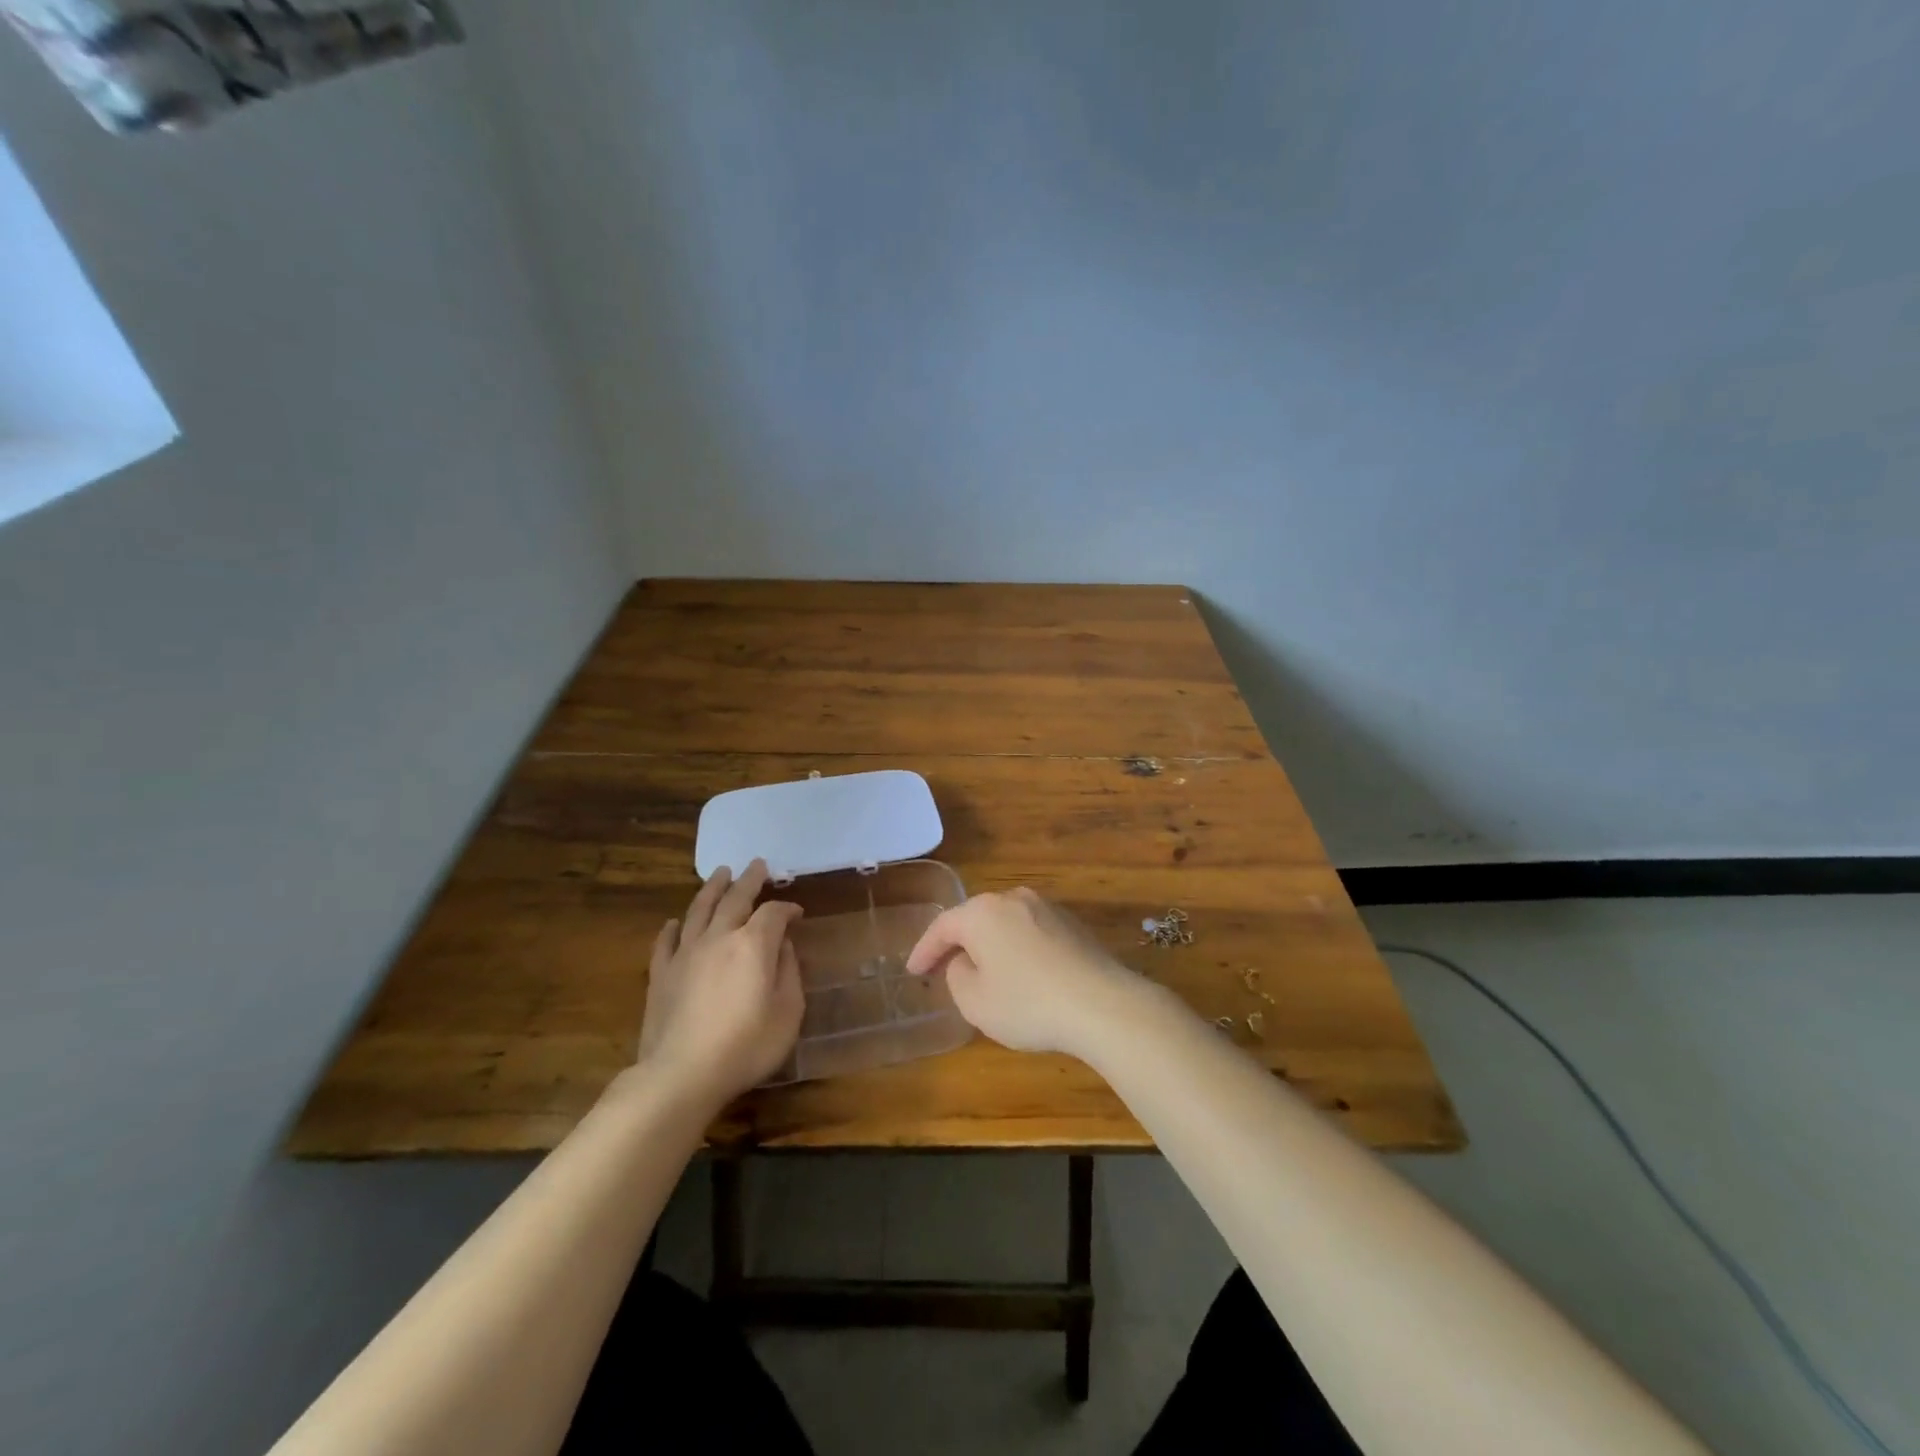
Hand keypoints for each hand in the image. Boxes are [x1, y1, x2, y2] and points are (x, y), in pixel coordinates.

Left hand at [637, 859, 803, 1107]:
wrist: (682, 1075)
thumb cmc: (746, 1046)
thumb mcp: (788, 1013)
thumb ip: (789, 972)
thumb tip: (783, 946)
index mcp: (753, 944)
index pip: (773, 913)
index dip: (787, 908)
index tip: (797, 913)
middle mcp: (719, 938)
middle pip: (735, 899)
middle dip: (749, 880)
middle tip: (757, 864)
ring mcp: (685, 954)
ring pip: (699, 909)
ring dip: (712, 888)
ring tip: (721, 873)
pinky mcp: (661, 974)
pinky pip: (665, 941)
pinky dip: (673, 927)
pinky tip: (675, 922)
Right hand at [905, 888, 1145, 1057]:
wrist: (1102, 1004)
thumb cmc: (1028, 1004)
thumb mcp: (975, 1001)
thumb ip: (957, 976)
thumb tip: (965, 962)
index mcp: (982, 912)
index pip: (942, 926)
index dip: (923, 950)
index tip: (913, 970)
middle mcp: (1013, 899)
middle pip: (975, 919)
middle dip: (958, 943)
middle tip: (942, 967)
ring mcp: (1046, 908)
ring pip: (1005, 924)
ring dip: (990, 945)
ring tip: (982, 971)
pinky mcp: (1072, 924)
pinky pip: (1031, 933)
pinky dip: (1017, 949)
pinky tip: (1021, 974)